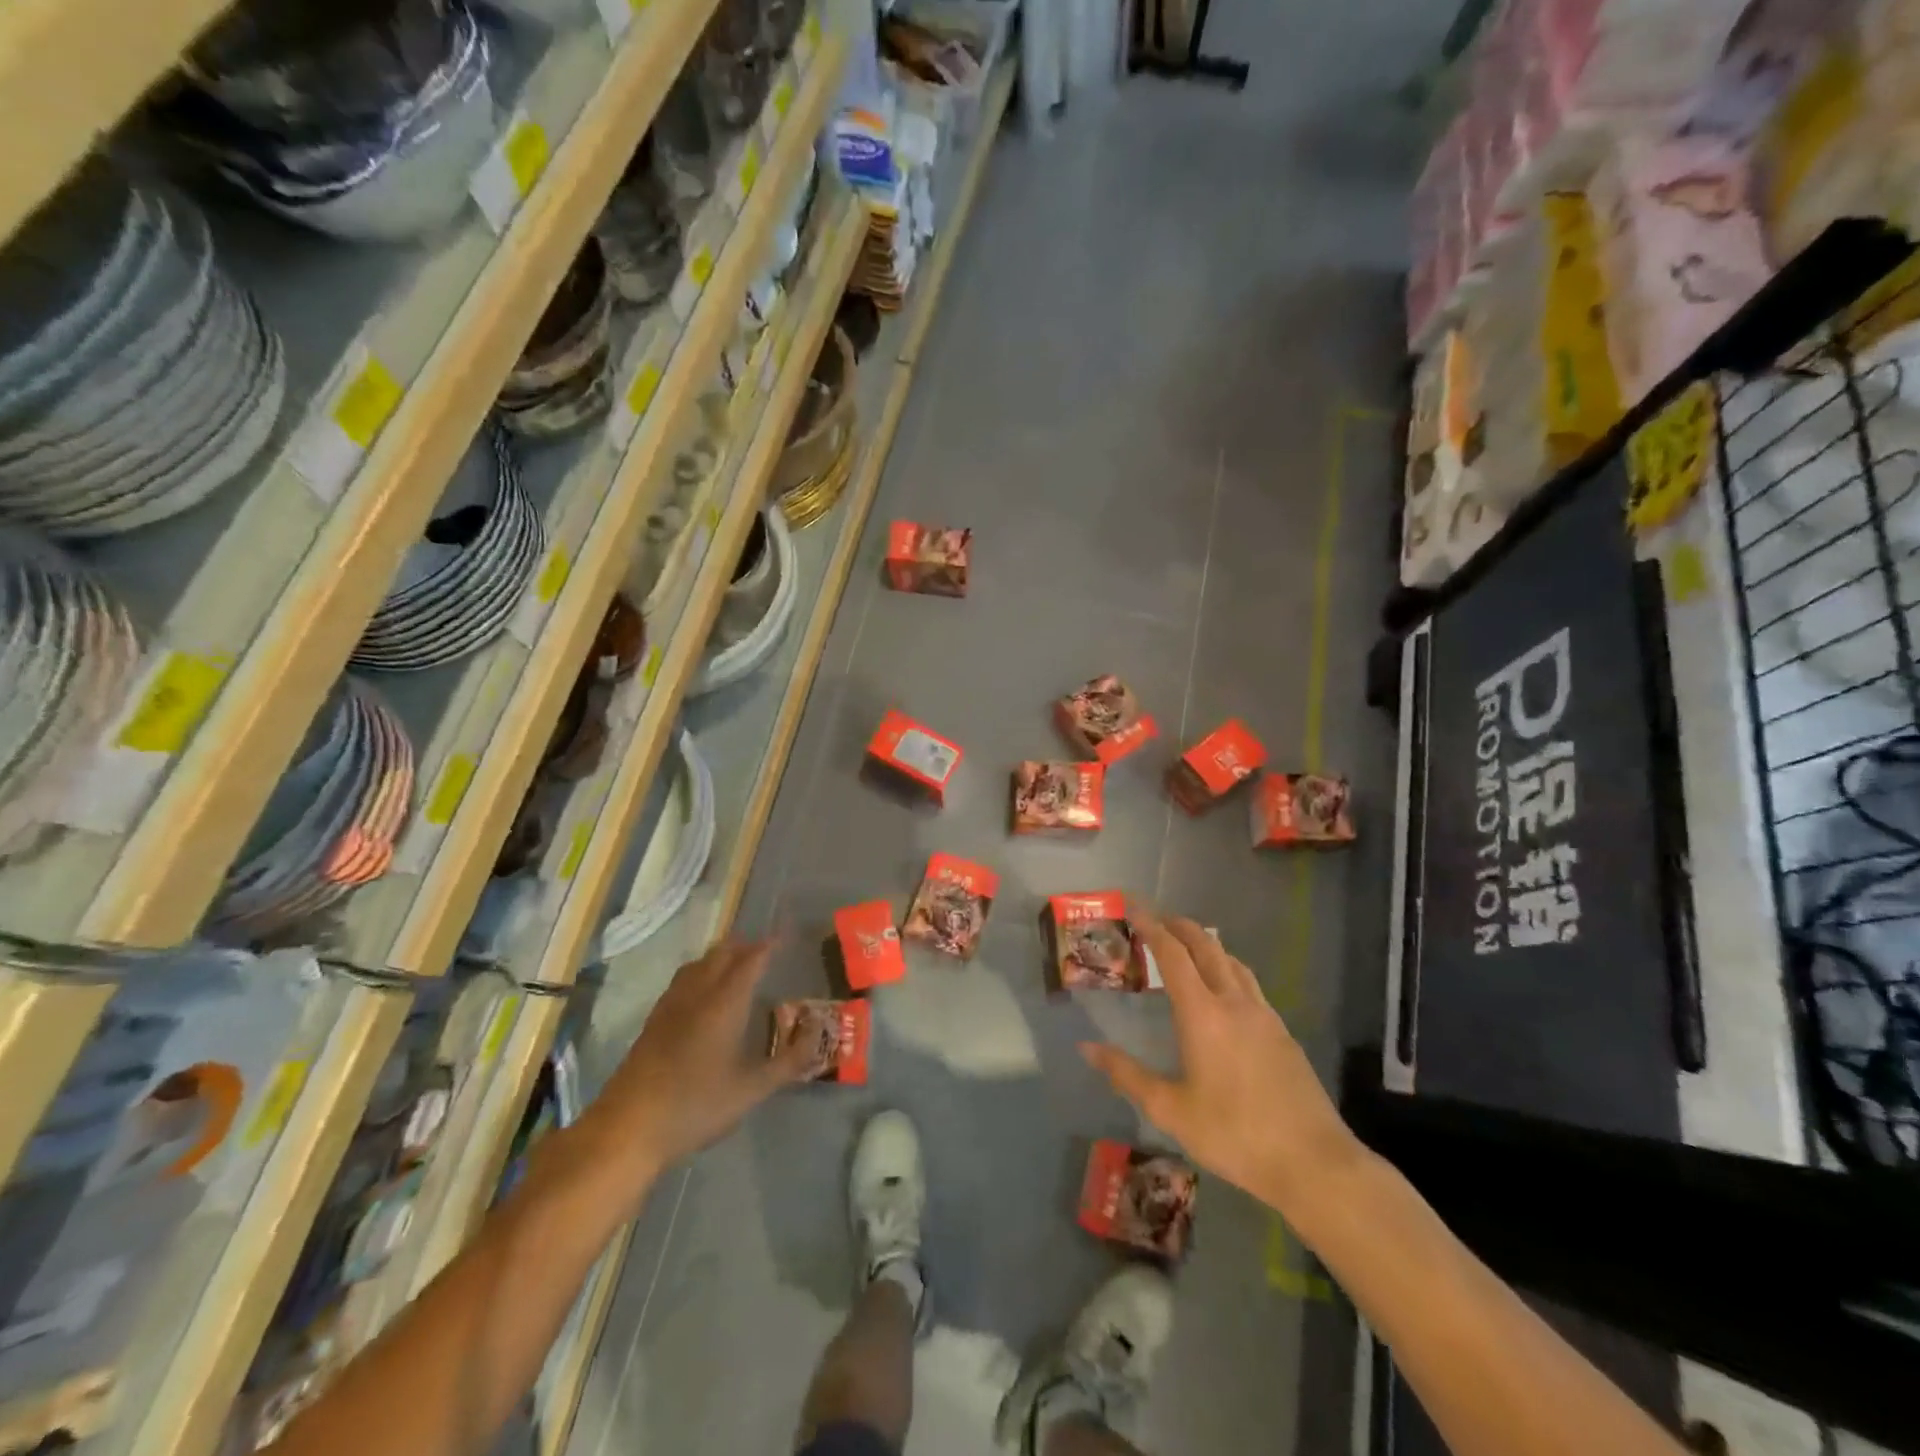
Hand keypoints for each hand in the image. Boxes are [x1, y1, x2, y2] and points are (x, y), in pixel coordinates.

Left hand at [578, 940, 815, 1192]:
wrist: (627, 1129)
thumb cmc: (696, 1106)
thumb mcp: (752, 1089)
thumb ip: (790, 1060)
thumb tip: (818, 1031)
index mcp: (725, 1003)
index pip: (751, 960)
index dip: (770, 944)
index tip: (786, 933)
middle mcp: (697, 994)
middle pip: (721, 954)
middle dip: (744, 945)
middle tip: (765, 947)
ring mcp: (670, 1007)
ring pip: (698, 964)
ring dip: (719, 956)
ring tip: (736, 962)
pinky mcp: (652, 1023)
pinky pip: (681, 981)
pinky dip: (699, 972)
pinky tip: (701, 994)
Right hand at [1080, 914, 1361, 1218]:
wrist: (1313, 1163)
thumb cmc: (1234, 1134)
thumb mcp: (1170, 1110)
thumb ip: (1127, 1075)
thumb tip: (1087, 1047)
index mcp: (1203, 1013)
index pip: (1172, 954)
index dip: (1151, 926)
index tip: (1133, 906)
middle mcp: (1234, 1002)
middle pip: (1206, 946)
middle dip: (1180, 926)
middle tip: (1157, 919)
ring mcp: (1264, 1016)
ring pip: (1232, 962)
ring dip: (1207, 945)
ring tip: (1188, 947)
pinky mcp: (1283, 1033)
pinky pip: (1250, 984)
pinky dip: (1228, 969)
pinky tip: (1225, 993)